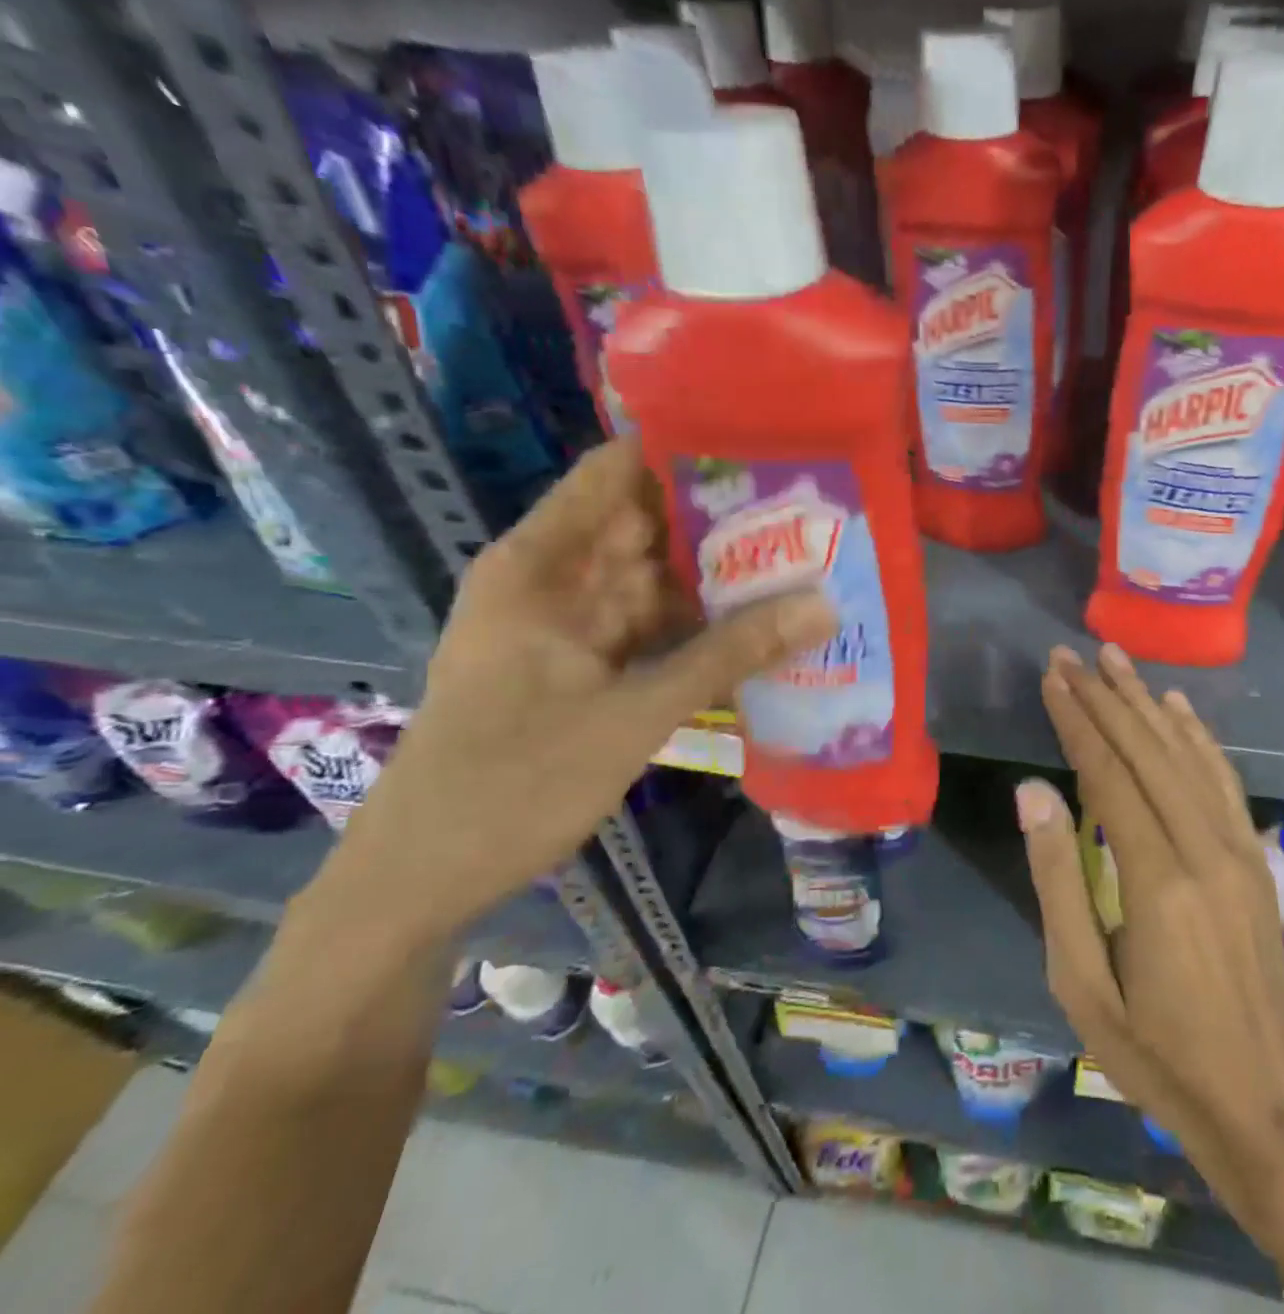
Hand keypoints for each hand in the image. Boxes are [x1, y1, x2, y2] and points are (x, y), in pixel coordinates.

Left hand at [321, 438, 835, 943]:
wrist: (423, 879)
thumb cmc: (514, 782)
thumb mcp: (634, 713)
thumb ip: (730, 654)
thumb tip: (823, 605)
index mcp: (542, 563)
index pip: (617, 472)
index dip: (686, 450)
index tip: (765, 442)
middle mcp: (554, 580)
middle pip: (646, 525)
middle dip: (722, 516)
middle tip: (808, 504)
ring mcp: (569, 625)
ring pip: (655, 580)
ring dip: (717, 574)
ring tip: (801, 553)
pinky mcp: (583, 665)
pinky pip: (650, 627)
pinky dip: (696, 625)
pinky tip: (757, 621)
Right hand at [1017, 644, 1283, 1255]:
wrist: (1262, 1101)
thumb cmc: (1154, 1050)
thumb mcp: (1081, 983)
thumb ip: (1057, 880)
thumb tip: (1034, 792)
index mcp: (1157, 881)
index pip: (1109, 775)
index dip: (1077, 721)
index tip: (1052, 677)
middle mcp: (1204, 850)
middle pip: (1147, 752)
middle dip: (1105, 697)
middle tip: (1071, 654)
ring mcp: (1238, 851)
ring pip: (1186, 755)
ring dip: (1147, 702)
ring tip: (1115, 659)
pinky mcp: (1255, 859)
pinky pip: (1223, 781)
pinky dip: (1197, 736)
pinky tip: (1177, 706)